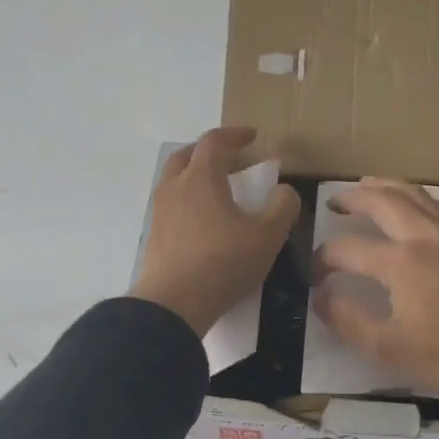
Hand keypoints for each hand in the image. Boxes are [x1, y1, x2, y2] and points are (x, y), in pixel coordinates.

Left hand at [130, 127, 301, 336]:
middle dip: (210, 151)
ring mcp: (160, 211)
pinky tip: (203, 220)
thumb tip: (284, 191)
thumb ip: (283, 207)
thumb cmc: (224, 263)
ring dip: (196, 175)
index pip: (215, 141)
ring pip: (175, 179)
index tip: (253, 136)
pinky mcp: (154, 236)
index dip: (235, 135)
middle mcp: (175, 187)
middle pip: (187, 155)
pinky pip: (171, 204)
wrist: (174, 303)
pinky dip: (188, 199)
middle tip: (231, 159)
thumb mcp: (268, 236)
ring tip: (218, 190)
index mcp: (201, 178)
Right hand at [312, 180, 438, 429]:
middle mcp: (425, 235)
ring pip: (415, 193)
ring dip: (385, 186)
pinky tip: (421, 205)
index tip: (315, 272)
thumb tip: (321, 296)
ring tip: (368, 185)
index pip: (348, 248)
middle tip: (334, 202)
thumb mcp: (388, 349)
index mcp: (400, 262)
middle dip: (351, 199)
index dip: (323, 258)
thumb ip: (348, 320)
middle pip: (381, 201)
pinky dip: (424, 199)